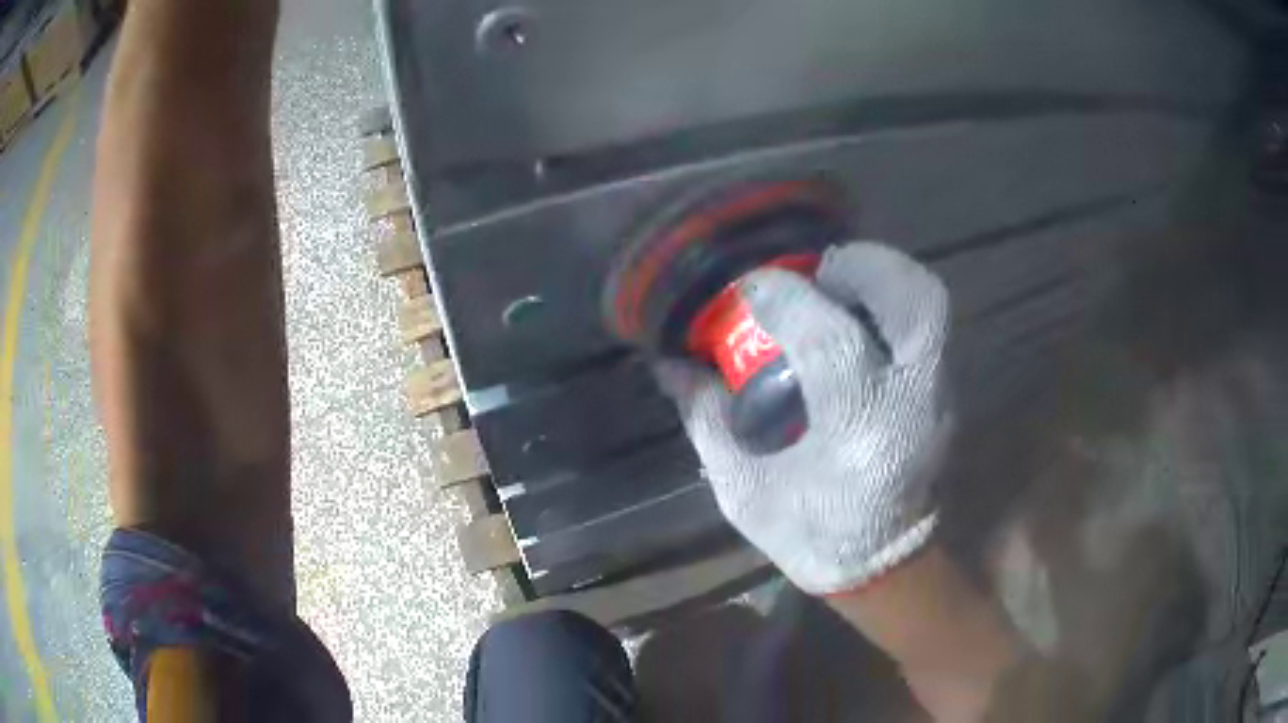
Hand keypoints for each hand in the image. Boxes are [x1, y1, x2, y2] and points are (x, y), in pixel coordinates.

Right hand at [658, 242, 951, 594]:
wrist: (885, 568)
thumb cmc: (813, 536)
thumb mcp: (744, 490)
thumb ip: (707, 420)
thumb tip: (670, 364)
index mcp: (859, 435)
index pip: (830, 341)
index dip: (784, 297)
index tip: (749, 287)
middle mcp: (912, 403)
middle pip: (912, 301)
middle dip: (861, 267)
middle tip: (816, 274)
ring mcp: (939, 394)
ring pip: (930, 302)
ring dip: (883, 274)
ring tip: (839, 285)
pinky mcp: (946, 391)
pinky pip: (929, 322)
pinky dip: (895, 299)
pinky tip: (858, 315)